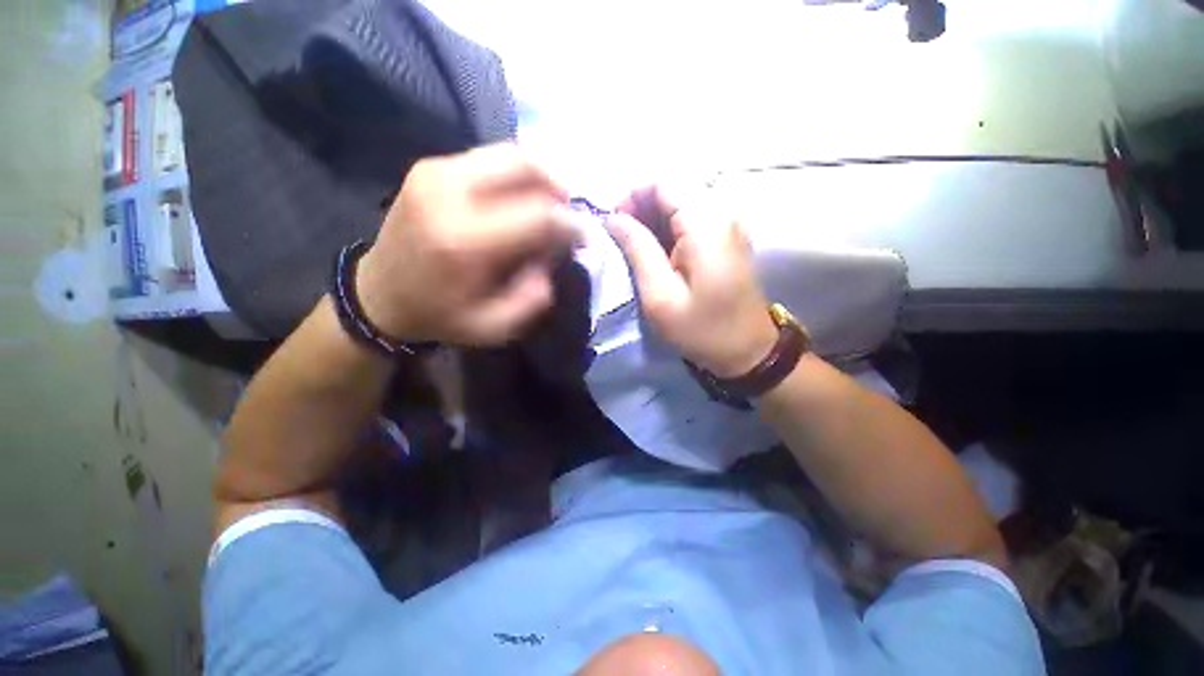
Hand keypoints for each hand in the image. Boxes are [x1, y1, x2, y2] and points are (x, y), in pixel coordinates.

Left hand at [355, 144, 578, 345]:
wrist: (380, 294)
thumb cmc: (441, 315)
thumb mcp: (495, 326)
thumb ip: (534, 297)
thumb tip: (555, 255)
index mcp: (465, 241)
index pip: (538, 214)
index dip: (570, 223)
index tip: (582, 236)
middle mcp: (449, 193)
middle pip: (525, 164)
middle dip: (559, 187)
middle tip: (567, 213)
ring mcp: (435, 172)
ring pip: (509, 153)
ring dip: (540, 177)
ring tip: (548, 205)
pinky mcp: (431, 166)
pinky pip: (490, 158)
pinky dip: (515, 175)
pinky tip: (519, 200)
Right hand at [607, 186, 778, 377]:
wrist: (748, 351)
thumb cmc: (702, 329)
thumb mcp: (660, 296)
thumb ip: (637, 250)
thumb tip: (613, 218)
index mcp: (706, 223)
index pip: (662, 182)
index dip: (631, 195)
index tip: (612, 224)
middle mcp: (722, 212)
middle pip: (672, 189)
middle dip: (639, 208)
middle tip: (620, 239)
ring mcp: (728, 224)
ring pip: (680, 203)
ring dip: (652, 219)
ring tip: (634, 248)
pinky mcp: (727, 237)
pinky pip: (692, 219)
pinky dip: (668, 229)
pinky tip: (656, 252)